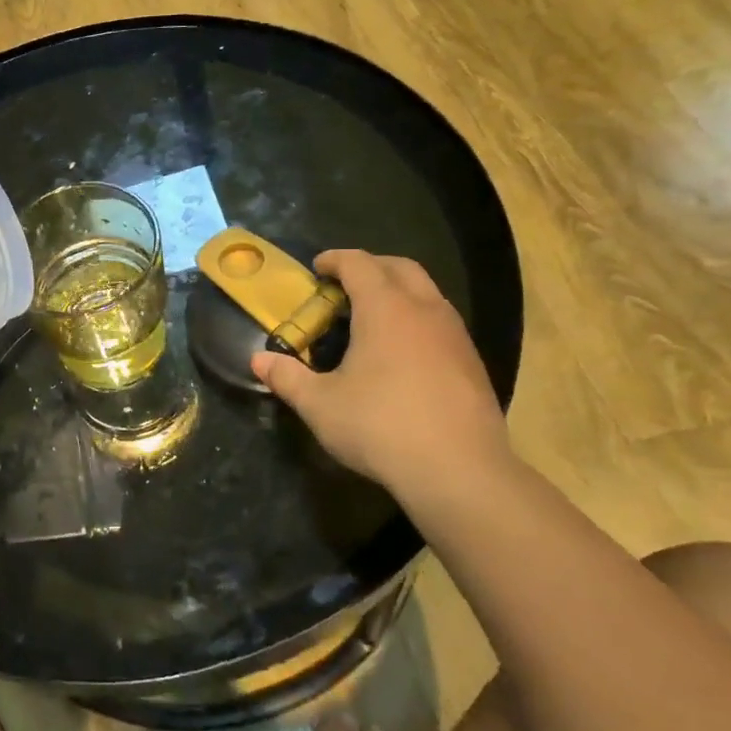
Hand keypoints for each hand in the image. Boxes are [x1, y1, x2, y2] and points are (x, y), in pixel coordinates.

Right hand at [252, 250, 509, 493]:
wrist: (459, 470)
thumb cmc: (381, 426)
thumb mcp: (320, 405)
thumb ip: (286, 377)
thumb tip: (258, 360)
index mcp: (385, 309)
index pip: (359, 264)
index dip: (335, 260)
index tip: (317, 268)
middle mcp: (424, 310)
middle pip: (399, 267)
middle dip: (370, 266)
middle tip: (344, 284)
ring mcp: (455, 335)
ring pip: (427, 292)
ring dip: (398, 291)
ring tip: (371, 316)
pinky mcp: (472, 362)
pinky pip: (441, 321)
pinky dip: (417, 318)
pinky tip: (402, 352)